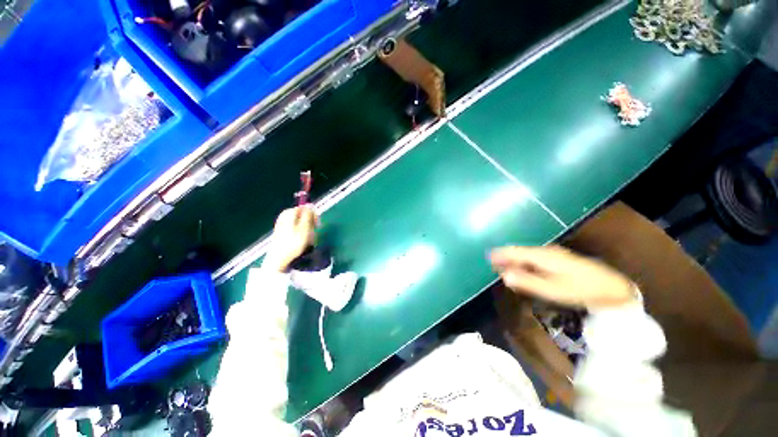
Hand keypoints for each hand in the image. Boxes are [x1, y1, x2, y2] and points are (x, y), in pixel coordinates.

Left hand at [263, 205, 318, 272]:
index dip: (313, 216)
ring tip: (308, 240)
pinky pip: (296, 229)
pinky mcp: (282, 232)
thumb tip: (310, 204)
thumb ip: (308, 215)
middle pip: (303, 216)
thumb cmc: (293, 244)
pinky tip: (302, 242)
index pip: (305, 208)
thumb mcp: (304, 228)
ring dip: (307, 230)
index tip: (317, 225)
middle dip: (310, 224)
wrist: (278, 259)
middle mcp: (284, 216)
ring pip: (301, 223)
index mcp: (289, 213)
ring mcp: (282, 224)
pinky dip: (301, 234)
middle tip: (312, 234)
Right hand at [490, 245, 635, 309]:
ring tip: (503, 267)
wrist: (611, 287)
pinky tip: (522, 269)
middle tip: (492, 265)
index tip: (487, 258)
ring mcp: (551, 254)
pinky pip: (533, 258)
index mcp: (542, 255)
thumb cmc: (581, 289)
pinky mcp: (556, 259)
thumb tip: (504, 276)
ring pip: (526, 254)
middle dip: (505, 257)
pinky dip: (523, 263)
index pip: (514, 251)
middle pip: (519, 251)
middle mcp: (544, 251)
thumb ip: (527, 282)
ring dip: (514, 260)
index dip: (500, 254)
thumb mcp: (553, 289)